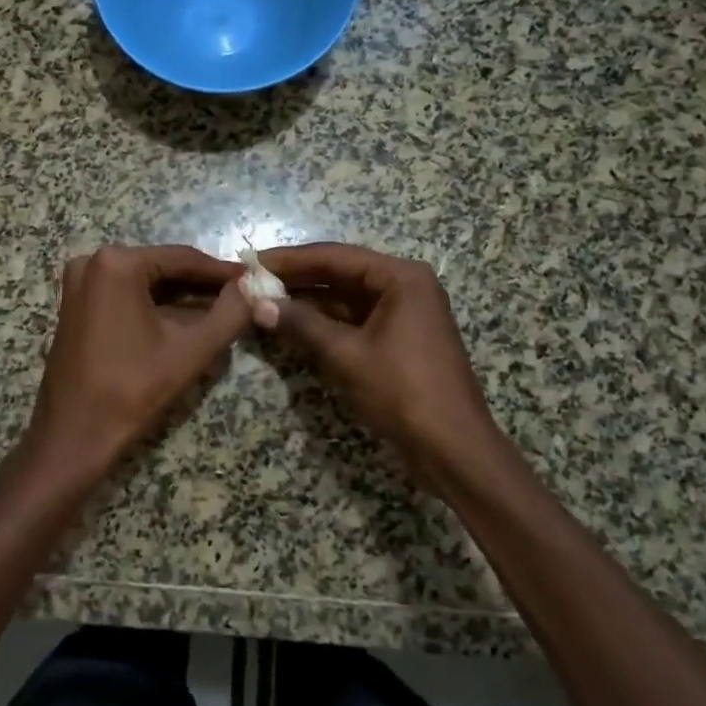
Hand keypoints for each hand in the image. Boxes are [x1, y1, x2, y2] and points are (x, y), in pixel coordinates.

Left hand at [22, 245, 251, 482]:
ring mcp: (79, 283)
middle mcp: (92, 262)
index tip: (252, 279)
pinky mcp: (75, 305)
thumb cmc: (132, 389)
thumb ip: (230, 314)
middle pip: (162, 267)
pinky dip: (154, 305)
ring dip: (180, 296)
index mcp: (117, 263)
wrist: (73, 435)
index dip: (220, 271)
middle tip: (240, 296)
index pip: (182, 258)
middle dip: (200, 284)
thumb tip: (252, 286)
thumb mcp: (191, 350)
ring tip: (220, 309)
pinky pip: (124, 295)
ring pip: (144, 282)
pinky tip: (184, 320)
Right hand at [256, 243, 515, 481]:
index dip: (290, 259)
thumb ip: (302, 324)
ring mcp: (404, 313)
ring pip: (346, 298)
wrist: (453, 448)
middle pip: (341, 273)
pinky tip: (291, 325)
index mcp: (401, 278)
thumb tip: (258, 304)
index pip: (335, 256)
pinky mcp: (399, 339)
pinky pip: (355, 320)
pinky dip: (325, 322)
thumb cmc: (403, 391)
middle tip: (252, 281)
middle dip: (297, 279)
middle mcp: (405, 286)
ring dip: (308, 302)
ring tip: (263, 301)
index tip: (253, 262)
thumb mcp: (347, 355)